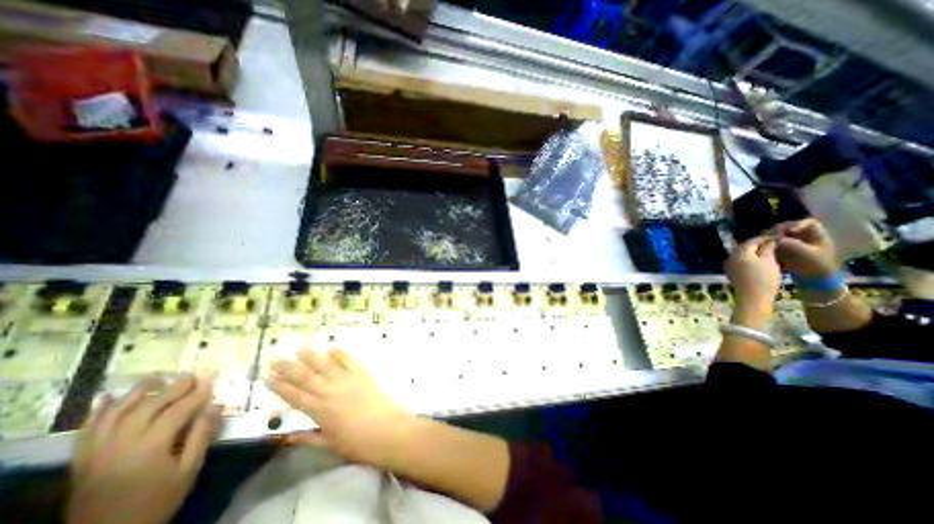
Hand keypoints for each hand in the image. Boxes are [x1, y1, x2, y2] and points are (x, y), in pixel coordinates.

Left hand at [67, 378, 219, 523]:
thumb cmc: (157, 502)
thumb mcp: (188, 471)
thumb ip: (201, 436)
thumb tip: (216, 407)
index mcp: (151, 446)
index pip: (178, 410)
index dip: (197, 394)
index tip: (210, 379)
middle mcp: (122, 444)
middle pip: (149, 408)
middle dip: (173, 389)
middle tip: (191, 375)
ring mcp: (98, 452)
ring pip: (116, 415)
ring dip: (136, 394)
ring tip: (154, 378)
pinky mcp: (83, 462)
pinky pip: (87, 432)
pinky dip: (98, 414)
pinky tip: (108, 400)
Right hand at [268, 349, 409, 469]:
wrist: (387, 429)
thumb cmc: (357, 442)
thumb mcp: (329, 445)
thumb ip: (308, 438)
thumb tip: (286, 436)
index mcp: (319, 410)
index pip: (294, 396)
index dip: (280, 386)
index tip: (267, 377)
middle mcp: (330, 391)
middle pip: (306, 377)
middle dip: (289, 368)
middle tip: (276, 358)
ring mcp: (347, 379)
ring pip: (325, 365)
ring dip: (312, 356)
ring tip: (300, 348)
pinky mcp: (362, 374)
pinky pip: (349, 361)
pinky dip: (340, 354)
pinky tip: (332, 348)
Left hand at [726, 235, 782, 326]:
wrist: (752, 297)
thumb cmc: (764, 279)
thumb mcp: (770, 262)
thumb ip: (768, 249)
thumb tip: (769, 241)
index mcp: (740, 253)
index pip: (751, 241)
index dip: (764, 238)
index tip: (776, 237)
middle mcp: (730, 257)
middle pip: (744, 247)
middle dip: (757, 245)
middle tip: (773, 244)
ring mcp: (728, 265)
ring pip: (741, 254)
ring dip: (753, 252)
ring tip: (769, 252)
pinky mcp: (730, 272)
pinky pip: (739, 261)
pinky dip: (749, 259)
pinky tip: (760, 261)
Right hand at [770, 218, 842, 277]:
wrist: (815, 284)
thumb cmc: (815, 268)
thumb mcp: (804, 254)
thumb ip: (790, 244)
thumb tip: (775, 238)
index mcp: (819, 237)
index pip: (808, 223)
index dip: (795, 224)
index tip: (785, 231)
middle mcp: (808, 239)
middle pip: (791, 229)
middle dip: (779, 232)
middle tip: (768, 237)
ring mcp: (797, 246)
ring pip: (782, 236)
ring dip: (772, 239)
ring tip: (763, 243)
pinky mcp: (788, 253)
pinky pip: (777, 245)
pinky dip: (770, 245)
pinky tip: (764, 249)